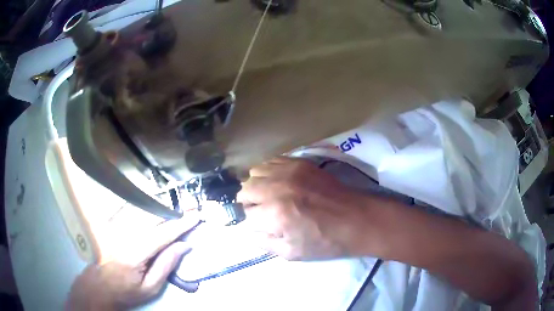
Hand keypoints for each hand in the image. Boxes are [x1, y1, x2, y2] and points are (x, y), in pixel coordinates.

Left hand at [66, 214, 199, 310]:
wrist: (98, 286)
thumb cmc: (125, 291)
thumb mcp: (150, 288)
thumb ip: (166, 265)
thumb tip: (184, 246)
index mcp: (136, 253)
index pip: (163, 234)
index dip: (181, 224)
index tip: (196, 216)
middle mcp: (124, 234)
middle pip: (152, 215)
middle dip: (173, 210)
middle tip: (189, 206)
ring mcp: (115, 226)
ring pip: (140, 208)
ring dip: (160, 205)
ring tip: (175, 205)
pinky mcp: (110, 224)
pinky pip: (129, 209)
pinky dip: (143, 205)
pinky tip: (152, 204)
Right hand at [237, 157, 371, 260]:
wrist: (355, 219)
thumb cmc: (325, 241)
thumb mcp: (291, 253)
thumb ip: (263, 242)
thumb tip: (248, 230)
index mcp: (275, 214)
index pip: (245, 214)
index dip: (251, 222)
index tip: (260, 225)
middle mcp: (277, 188)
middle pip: (245, 190)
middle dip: (249, 203)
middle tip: (263, 211)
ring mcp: (289, 171)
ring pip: (255, 173)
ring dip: (257, 186)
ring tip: (270, 195)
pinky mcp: (299, 162)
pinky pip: (271, 161)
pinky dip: (269, 173)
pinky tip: (280, 183)